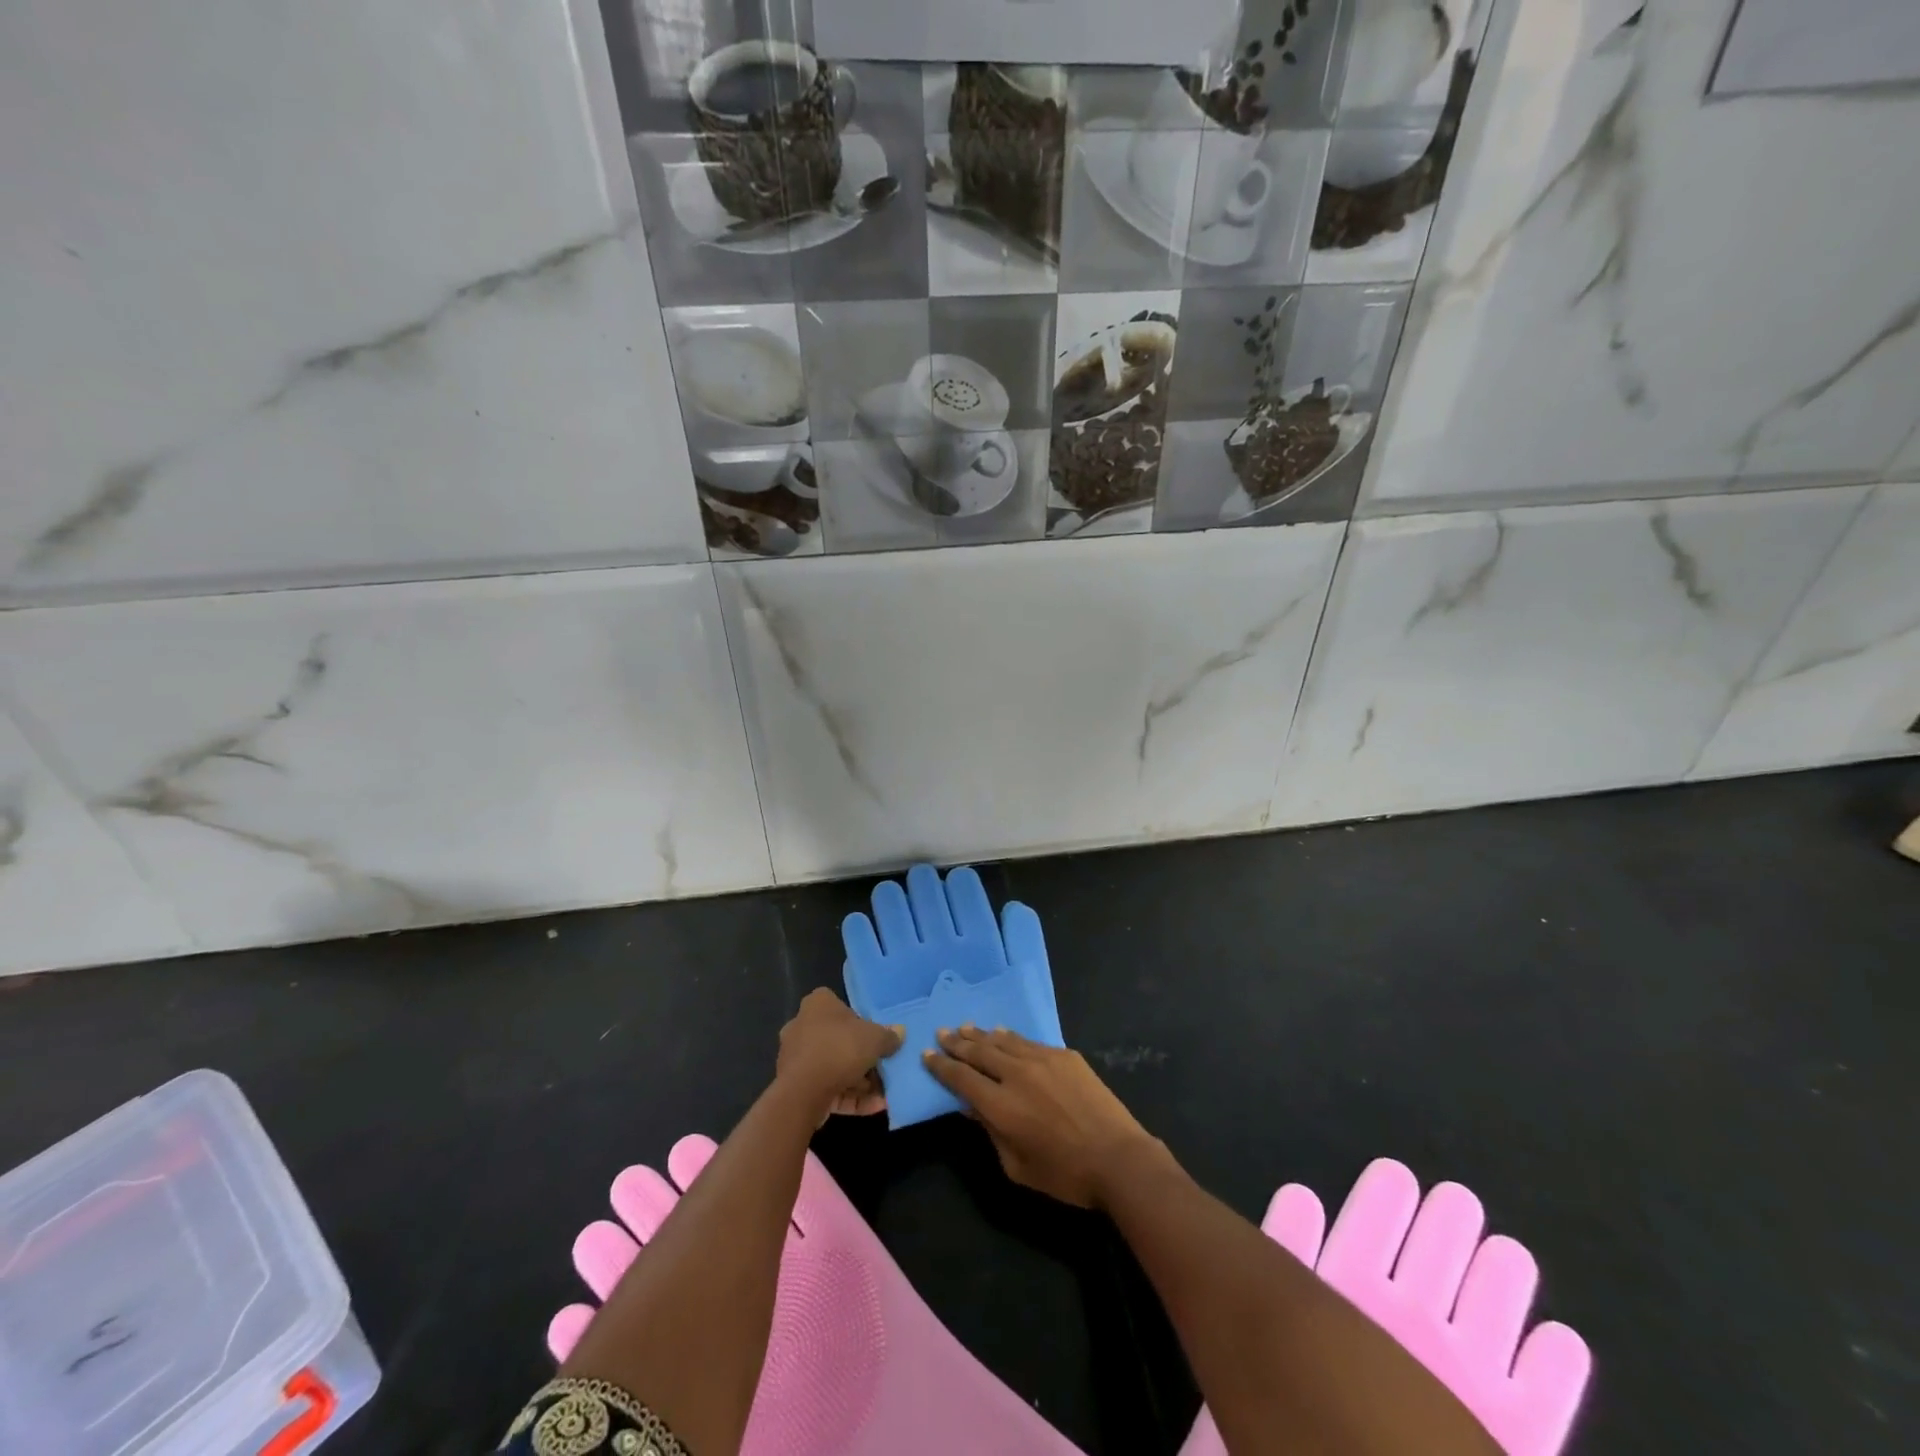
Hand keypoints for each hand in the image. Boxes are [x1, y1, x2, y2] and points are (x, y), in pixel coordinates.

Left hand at [776, 988, 903, 1117]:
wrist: (803, 1092)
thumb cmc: (840, 1049)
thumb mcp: (875, 1038)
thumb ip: (888, 1036)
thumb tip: (899, 1033)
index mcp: (818, 1004)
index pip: (841, 1006)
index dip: (861, 1021)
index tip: (877, 1037)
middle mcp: (802, 1026)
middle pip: (839, 1039)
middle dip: (863, 1057)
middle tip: (885, 1068)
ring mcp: (796, 1058)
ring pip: (834, 1066)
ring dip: (860, 1082)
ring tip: (884, 1094)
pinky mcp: (795, 1086)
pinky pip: (828, 1087)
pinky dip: (850, 1096)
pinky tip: (875, 1107)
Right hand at [924, 1026, 1164, 1207]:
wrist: (1117, 1158)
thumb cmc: (1064, 1174)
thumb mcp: (1017, 1166)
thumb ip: (991, 1132)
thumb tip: (972, 1106)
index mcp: (1001, 1105)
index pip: (961, 1078)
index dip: (942, 1066)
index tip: (928, 1054)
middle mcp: (1016, 1074)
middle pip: (979, 1051)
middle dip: (957, 1042)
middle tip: (942, 1032)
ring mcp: (1042, 1059)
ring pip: (1002, 1040)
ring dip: (980, 1034)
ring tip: (965, 1028)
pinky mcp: (1064, 1055)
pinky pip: (1028, 1041)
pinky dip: (1009, 1037)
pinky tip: (1002, 1034)